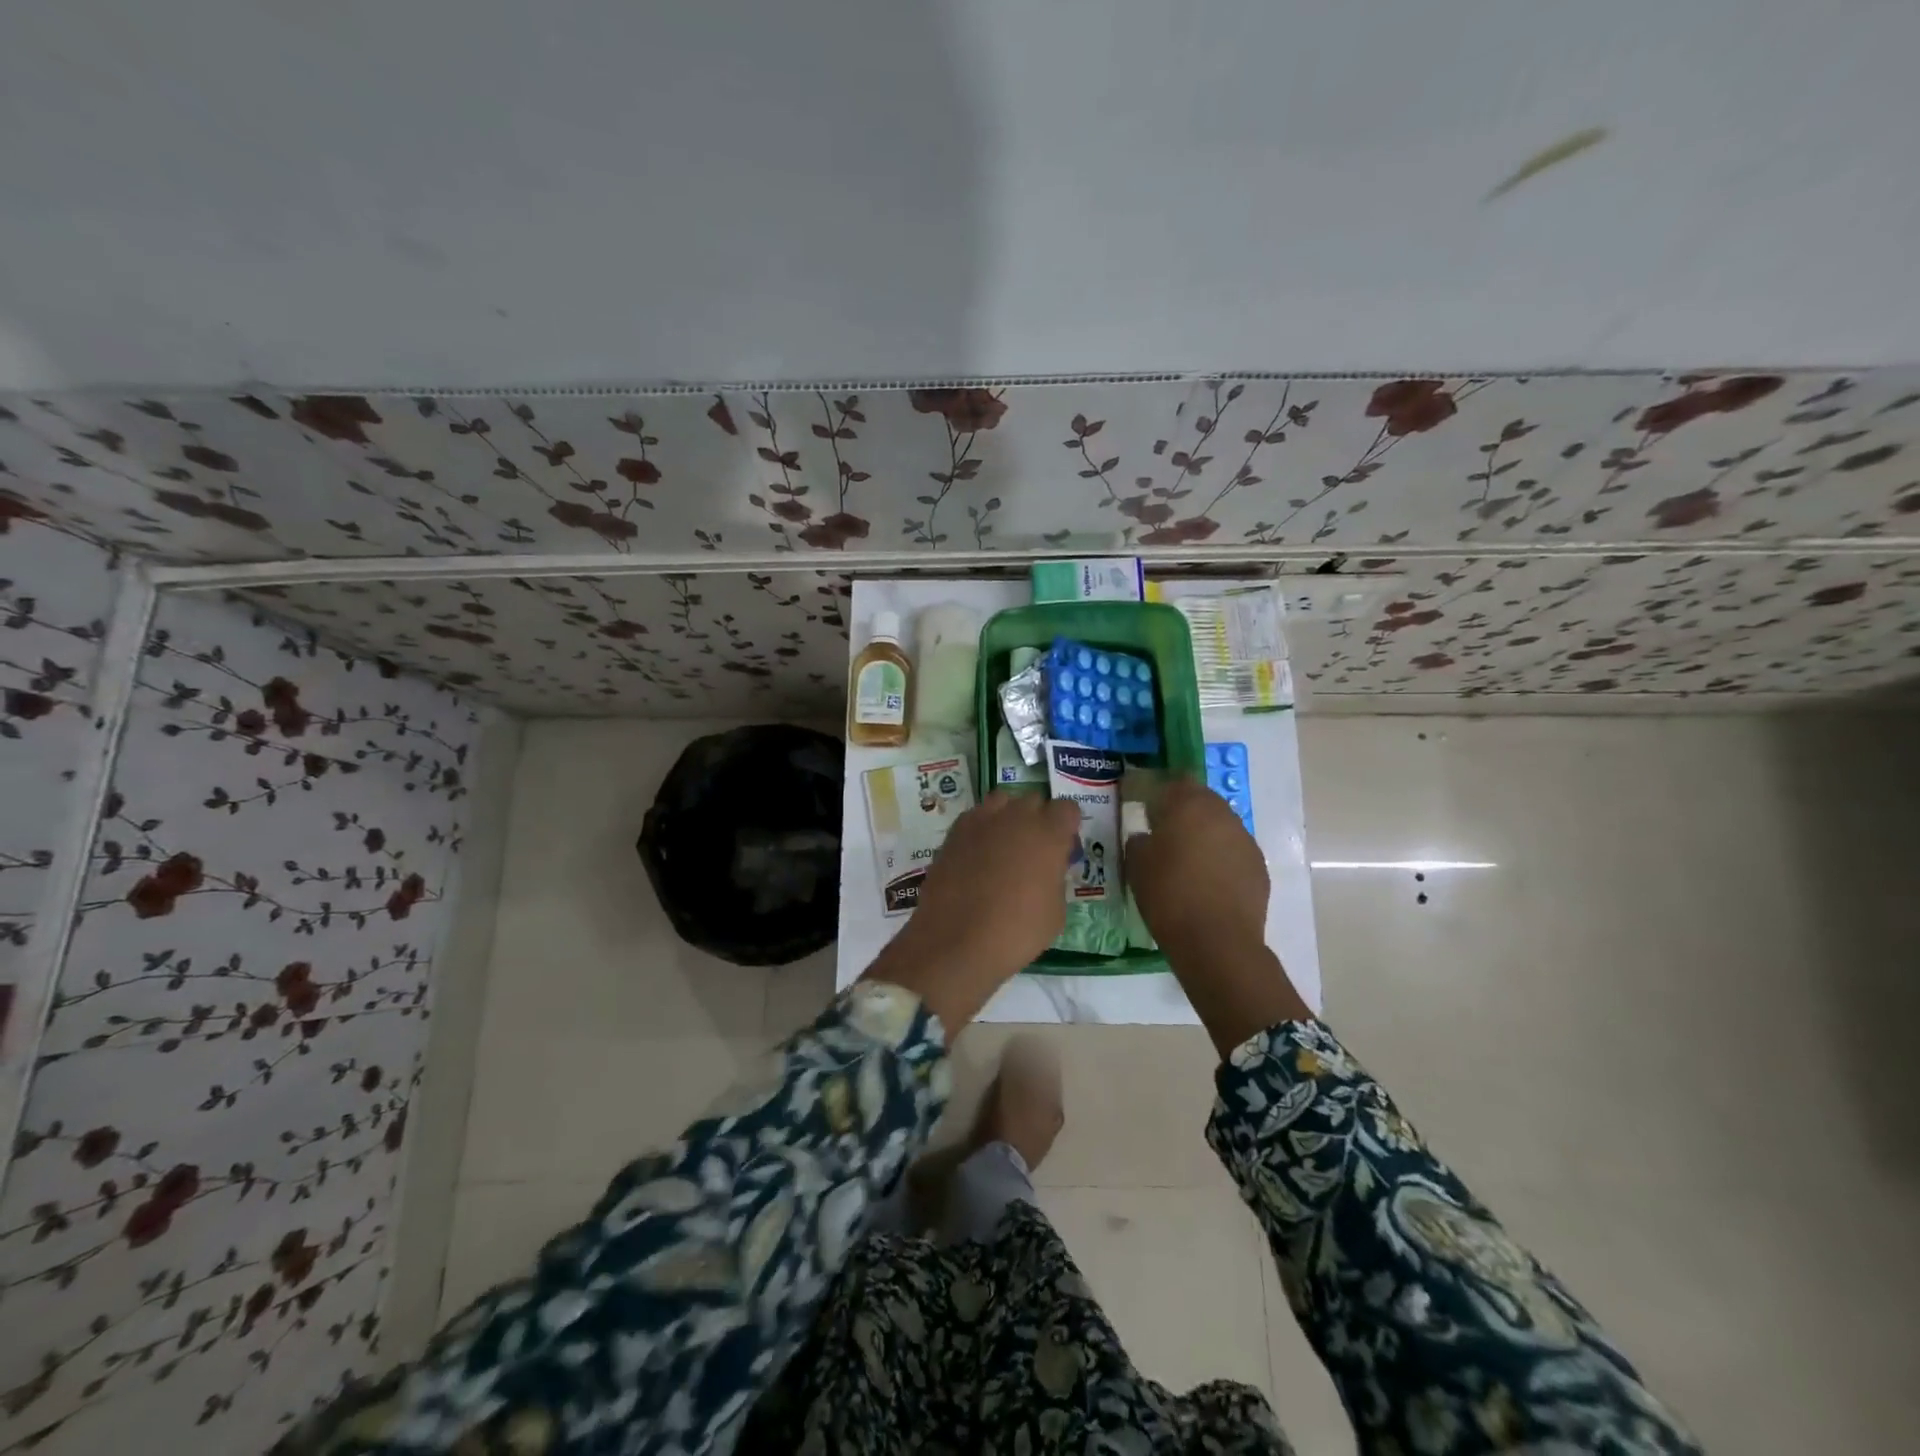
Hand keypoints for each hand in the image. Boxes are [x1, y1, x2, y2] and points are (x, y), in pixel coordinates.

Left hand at [866, 791, 1079, 1028]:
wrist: (957, 940)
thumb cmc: (1016, 932)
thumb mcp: (1055, 912)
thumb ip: (1055, 879)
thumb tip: (1047, 871)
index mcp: (1048, 834)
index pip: (1067, 808)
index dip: (1067, 826)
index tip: (1063, 847)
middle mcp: (1016, 817)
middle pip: (1034, 801)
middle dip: (1038, 818)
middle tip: (1034, 849)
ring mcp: (981, 820)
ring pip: (1002, 801)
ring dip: (1008, 816)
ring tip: (1004, 845)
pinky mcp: (954, 832)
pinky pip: (975, 818)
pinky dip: (981, 829)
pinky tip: (977, 855)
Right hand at [1125, 778, 1310, 1052]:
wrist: (1217, 942)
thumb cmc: (1169, 896)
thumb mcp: (1136, 866)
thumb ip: (1139, 841)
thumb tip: (1147, 837)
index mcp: (1188, 805)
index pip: (1173, 781)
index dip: (1158, 790)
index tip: (1143, 803)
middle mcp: (1221, 814)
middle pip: (1200, 799)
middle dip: (1182, 809)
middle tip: (1163, 829)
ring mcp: (1244, 839)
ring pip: (1219, 825)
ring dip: (1203, 833)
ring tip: (1185, 857)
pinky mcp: (1258, 866)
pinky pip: (1233, 850)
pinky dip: (1219, 857)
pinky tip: (1206, 879)